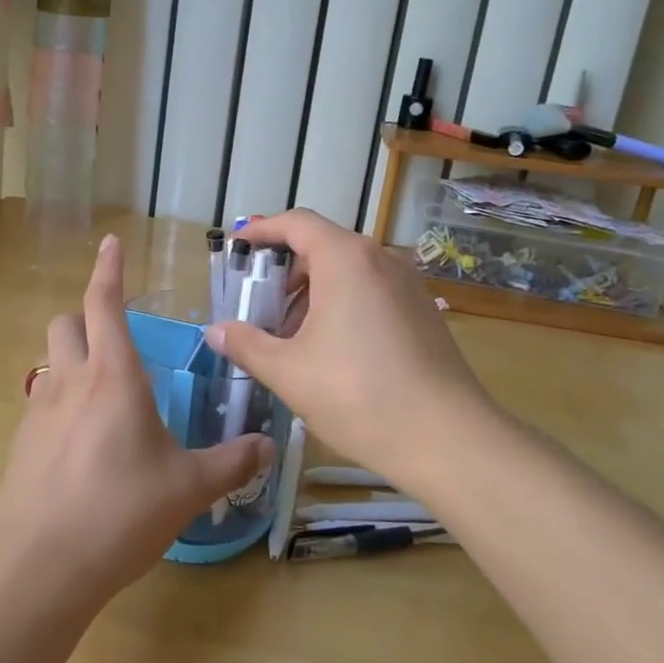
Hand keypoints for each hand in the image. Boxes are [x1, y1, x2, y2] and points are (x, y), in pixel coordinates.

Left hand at [0, 235, 272, 608]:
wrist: (40, 567)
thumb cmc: (121, 512)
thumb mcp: (188, 488)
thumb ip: (231, 462)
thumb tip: (268, 447)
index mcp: (114, 376)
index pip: (104, 303)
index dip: (108, 269)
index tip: (111, 243)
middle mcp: (71, 382)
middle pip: (67, 323)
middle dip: (87, 318)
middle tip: (116, 341)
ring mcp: (38, 412)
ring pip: (51, 363)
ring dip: (74, 362)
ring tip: (104, 399)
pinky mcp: (20, 445)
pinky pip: (42, 405)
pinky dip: (62, 405)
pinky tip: (82, 447)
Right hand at [205, 210, 491, 483]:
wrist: (448, 439)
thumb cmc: (358, 395)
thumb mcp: (289, 372)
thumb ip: (246, 344)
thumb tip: (215, 331)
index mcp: (345, 259)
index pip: (296, 223)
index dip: (261, 231)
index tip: (236, 248)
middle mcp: (380, 259)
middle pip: (322, 246)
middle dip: (284, 271)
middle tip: (258, 306)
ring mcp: (408, 284)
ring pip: (348, 271)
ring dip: (312, 292)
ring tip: (290, 336)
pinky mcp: (423, 311)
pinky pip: (371, 291)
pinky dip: (341, 304)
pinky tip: (330, 350)